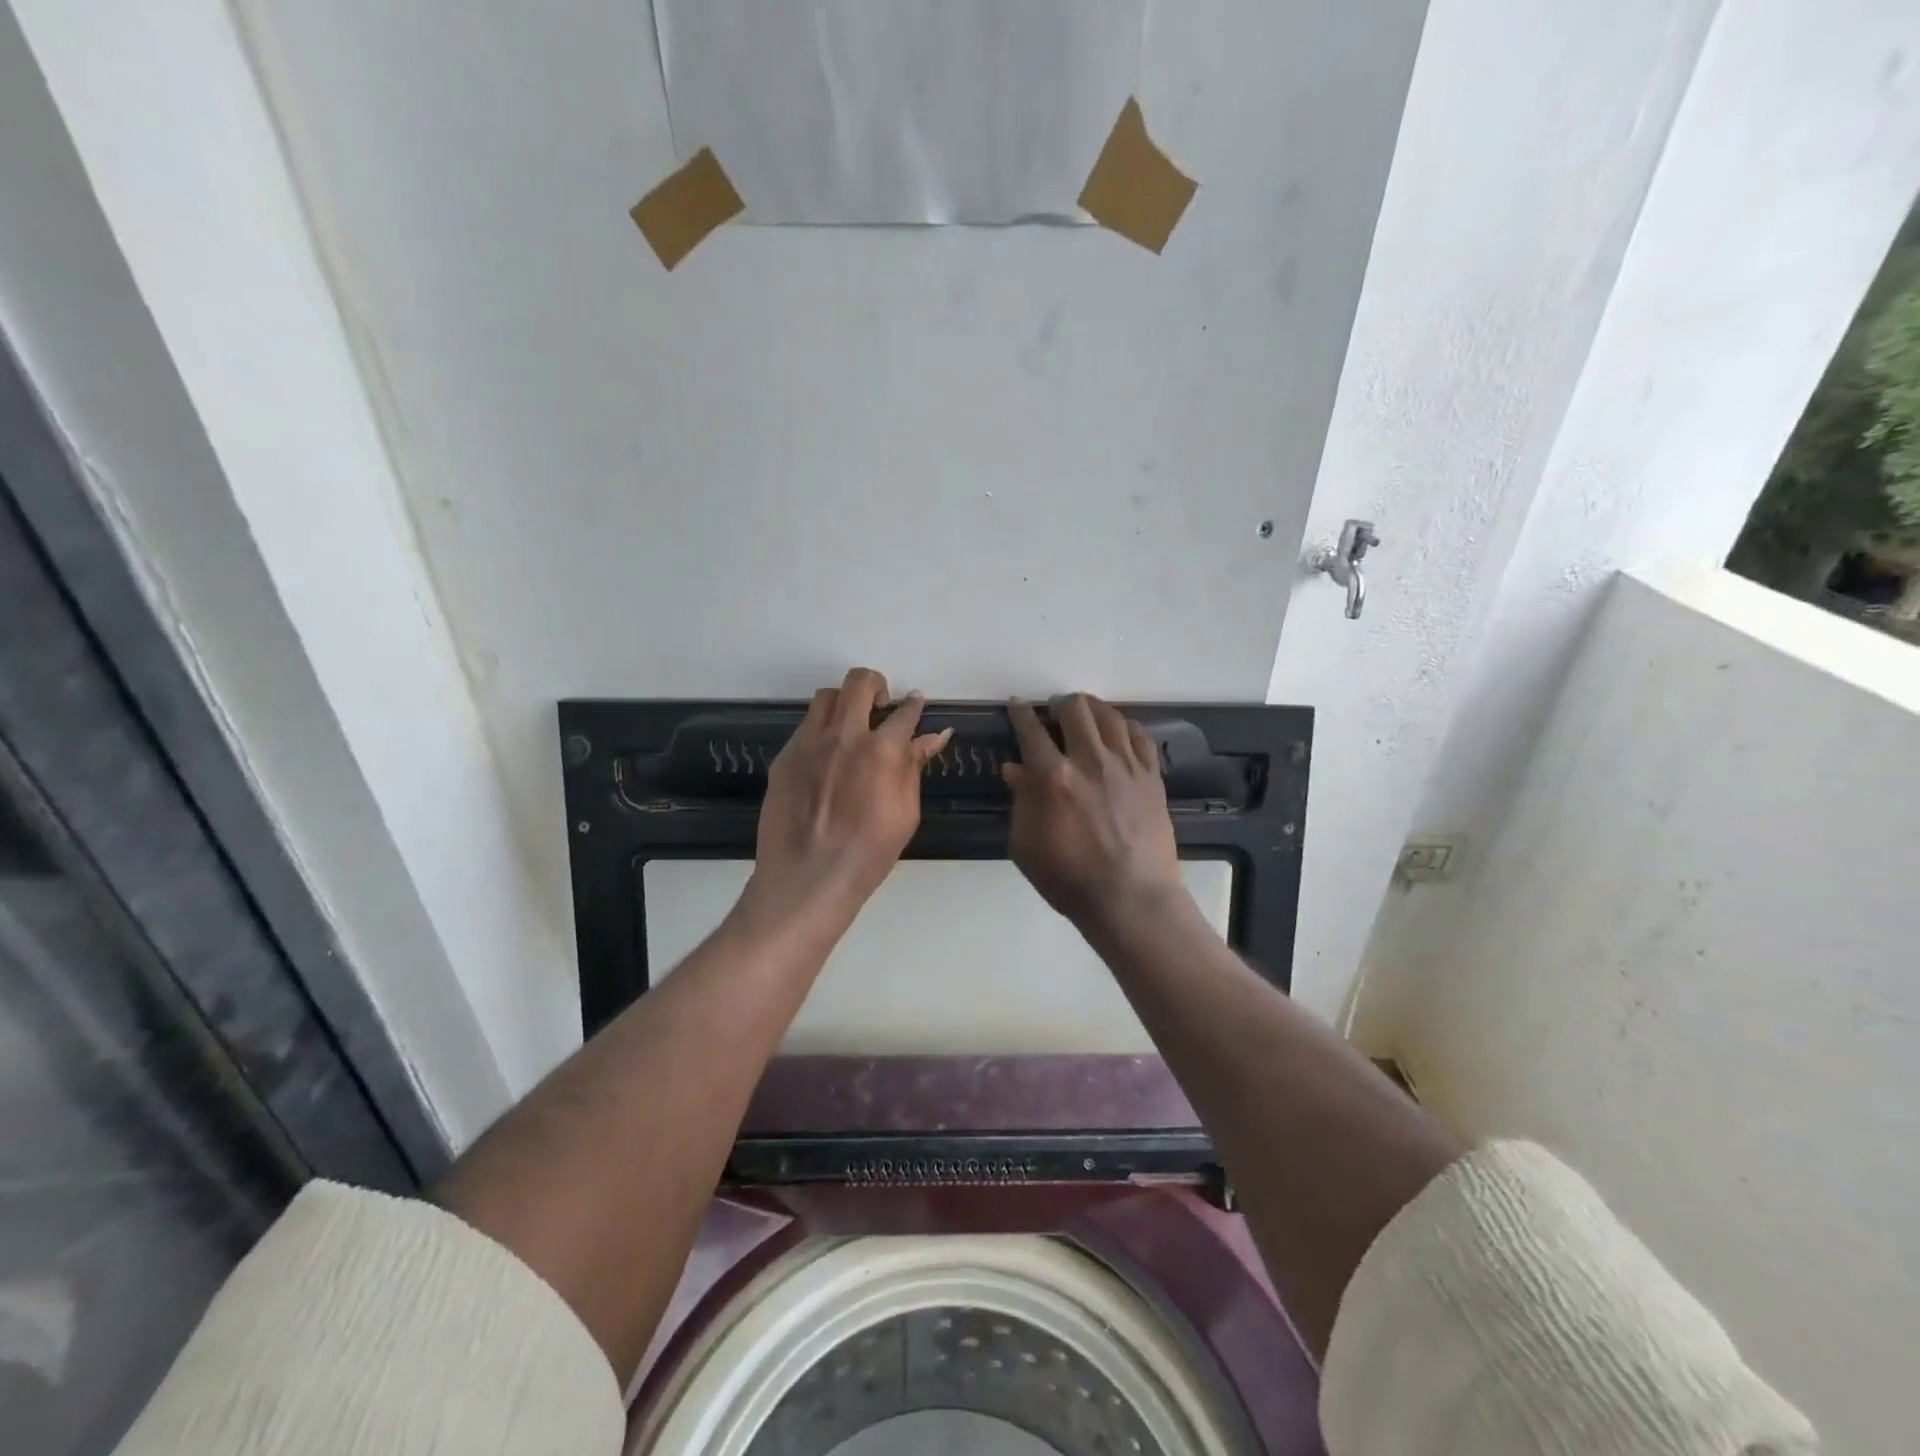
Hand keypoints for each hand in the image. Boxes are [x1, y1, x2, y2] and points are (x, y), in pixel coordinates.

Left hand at [748, 668, 952, 923]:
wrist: (808, 878)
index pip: (904, 712)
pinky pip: (805, 726)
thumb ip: (914, 767)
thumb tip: (931, 737)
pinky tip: (826, 757)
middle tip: (881, 707)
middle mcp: (844, 735)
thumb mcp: (906, 813)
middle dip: (876, 685)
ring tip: (851, 725)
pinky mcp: (784, 757)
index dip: (914, 705)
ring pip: (826, 697)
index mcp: (881, 750)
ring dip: (845, 702)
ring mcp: (809, 743)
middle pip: (859, 683)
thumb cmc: (868, 854)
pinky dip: (821, 730)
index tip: (916, 704)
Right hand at [1002, 694, 1184, 924]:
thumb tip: (1015, 768)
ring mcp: (1125, 766)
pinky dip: (1126, 727)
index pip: (1031, 730)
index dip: (1020, 713)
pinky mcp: (1151, 777)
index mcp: (1053, 776)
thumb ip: (1021, 801)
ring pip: (1110, 716)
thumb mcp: (1026, 844)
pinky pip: (1140, 737)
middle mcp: (1090, 760)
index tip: (1017, 705)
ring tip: (1086, 714)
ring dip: (1093, 709)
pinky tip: (1120, 732)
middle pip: (1075, 710)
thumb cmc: (1068, 877)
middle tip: (1054, 711)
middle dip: (1060, 704)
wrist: (1129, 898)